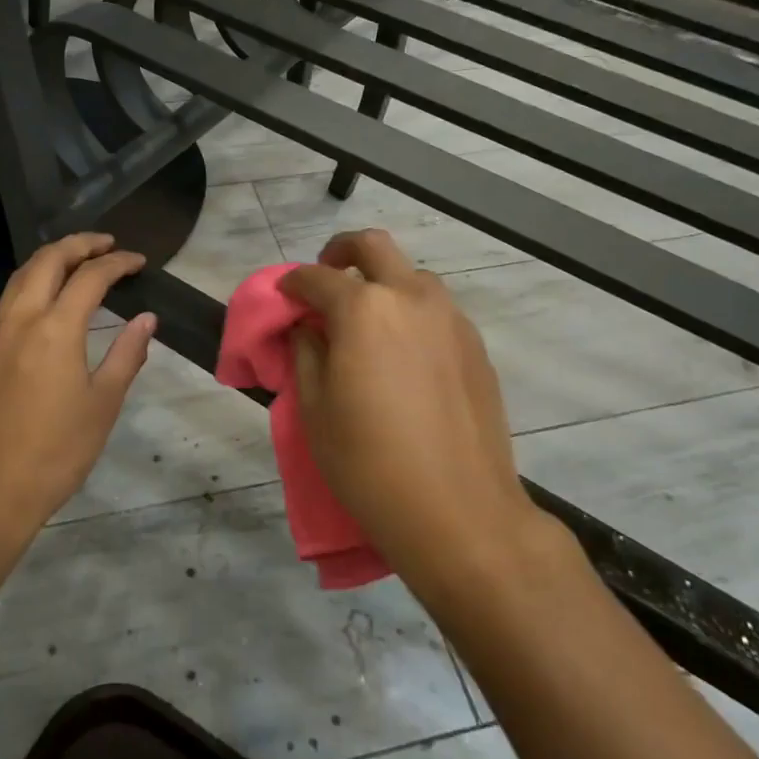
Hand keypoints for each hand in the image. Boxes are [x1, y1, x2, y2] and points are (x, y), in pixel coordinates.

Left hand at [0, 232, 156, 556]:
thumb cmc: (56, 453)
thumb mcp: (103, 405)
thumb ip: (127, 354)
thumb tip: (146, 318)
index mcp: (55, 328)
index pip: (90, 276)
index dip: (118, 263)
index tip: (139, 261)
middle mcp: (18, 319)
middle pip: (46, 260)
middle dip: (78, 244)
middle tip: (106, 244)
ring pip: (18, 278)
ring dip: (49, 261)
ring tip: (75, 264)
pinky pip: (4, 305)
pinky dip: (28, 289)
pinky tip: (42, 308)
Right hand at [283, 230, 543, 594]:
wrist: (460, 513)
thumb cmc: (370, 463)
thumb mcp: (315, 409)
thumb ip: (306, 353)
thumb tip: (308, 326)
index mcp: (364, 309)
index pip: (317, 277)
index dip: (292, 283)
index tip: (283, 297)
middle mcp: (411, 298)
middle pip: (373, 246)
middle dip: (340, 252)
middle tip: (326, 279)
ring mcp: (451, 319)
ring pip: (412, 275)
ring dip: (382, 283)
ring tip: (366, 324)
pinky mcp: (475, 346)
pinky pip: (436, 310)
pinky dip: (411, 313)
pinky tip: (403, 355)